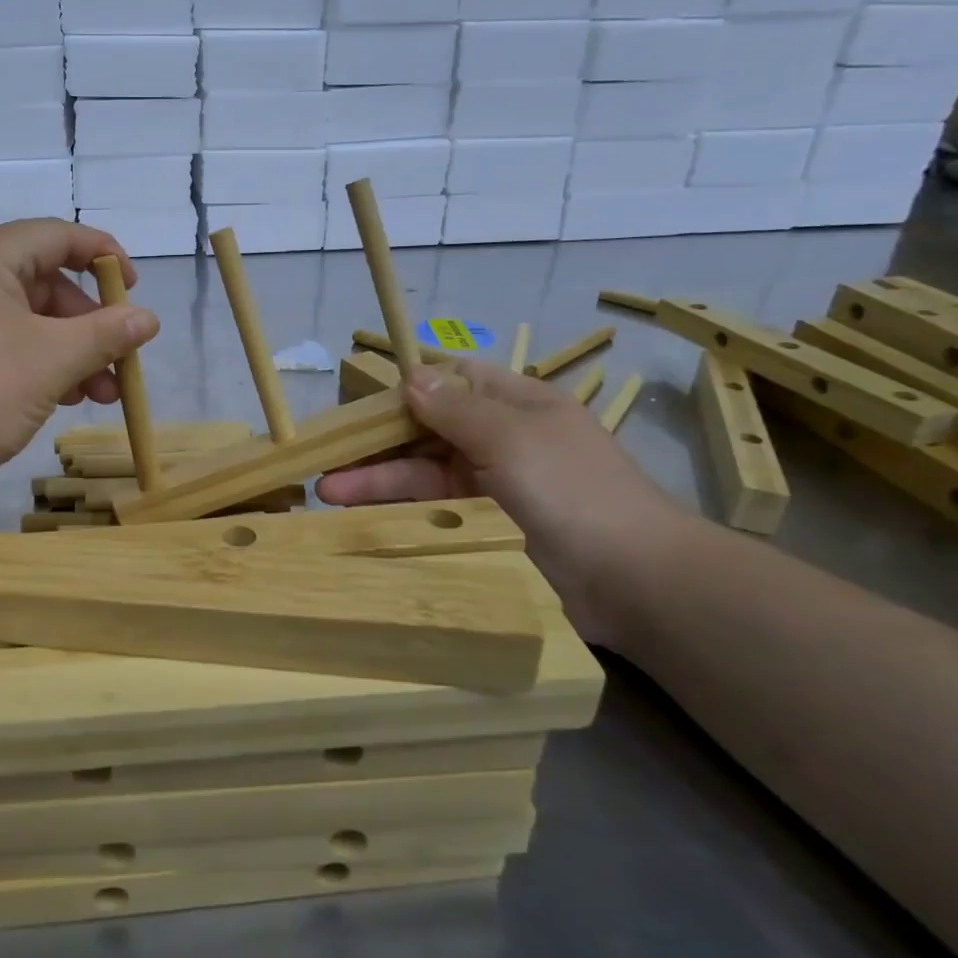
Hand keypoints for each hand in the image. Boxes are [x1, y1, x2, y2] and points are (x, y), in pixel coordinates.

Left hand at [0, 218, 159, 499]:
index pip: (54, 235)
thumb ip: (105, 335)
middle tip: (121, 365)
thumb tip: (148, 319)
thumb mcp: (49, 362)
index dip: (104, 256)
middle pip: (40, 282)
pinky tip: (56, 400)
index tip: (135, 291)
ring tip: (100, 396)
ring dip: (66, 352)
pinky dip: (31, 365)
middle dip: (88, 324)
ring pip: (19, 321)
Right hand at [316, 359, 690, 647]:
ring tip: (327, 492)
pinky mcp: (480, 529)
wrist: (631, 581)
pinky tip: (359, 518)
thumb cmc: (571, 490)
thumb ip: (455, 408)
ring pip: (421, 475)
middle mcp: (498, 441)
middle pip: (426, 431)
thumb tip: (410, 376)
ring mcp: (489, 488)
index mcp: (515, 405)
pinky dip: (396, 512)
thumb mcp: (511, 437)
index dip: (409, 386)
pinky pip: (430, 513)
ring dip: (376, 480)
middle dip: (378, 440)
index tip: (361, 397)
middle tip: (326, 453)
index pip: (454, 381)